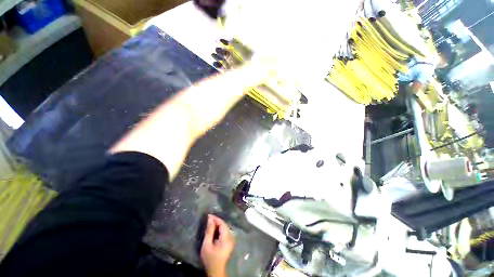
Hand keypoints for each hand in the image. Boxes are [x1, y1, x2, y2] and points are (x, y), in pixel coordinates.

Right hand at [200, 215, 234, 276]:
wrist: (216, 270)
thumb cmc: (210, 258)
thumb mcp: (207, 245)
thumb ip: (209, 231)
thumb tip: (210, 218)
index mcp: (227, 237)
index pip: (222, 224)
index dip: (216, 218)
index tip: (209, 215)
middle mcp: (231, 237)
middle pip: (224, 225)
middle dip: (217, 221)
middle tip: (209, 218)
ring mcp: (231, 239)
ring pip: (225, 227)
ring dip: (218, 224)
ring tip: (210, 222)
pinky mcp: (230, 241)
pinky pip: (225, 231)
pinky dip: (220, 229)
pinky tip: (214, 229)